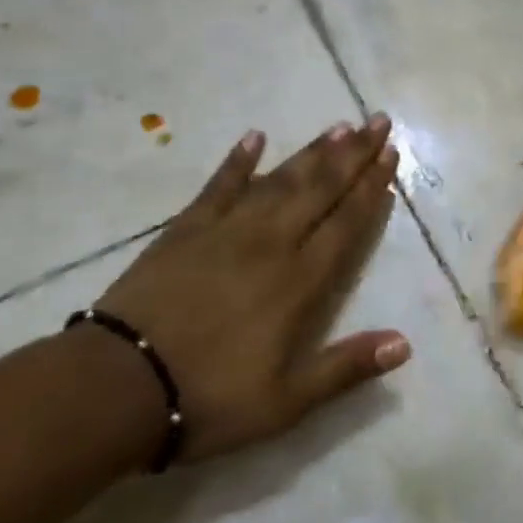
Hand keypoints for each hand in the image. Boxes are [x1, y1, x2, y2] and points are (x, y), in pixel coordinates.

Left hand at [93, 116, 410, 463]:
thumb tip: (405, 344)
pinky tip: (254, 138)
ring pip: (280, 180)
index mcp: (300, 280)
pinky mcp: (186, 229)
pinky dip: (238, 161)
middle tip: (378, 121)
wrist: (116, 386)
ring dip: (312, 152)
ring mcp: (227, 230)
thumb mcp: (286, 402)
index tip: (391, 155)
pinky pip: (219, 186)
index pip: (346, 222)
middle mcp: (272, 243)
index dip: (372, 187)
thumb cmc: (209, 398)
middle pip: (321, 189)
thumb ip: (346, 367)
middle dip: (354, 154)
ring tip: (340, 126)